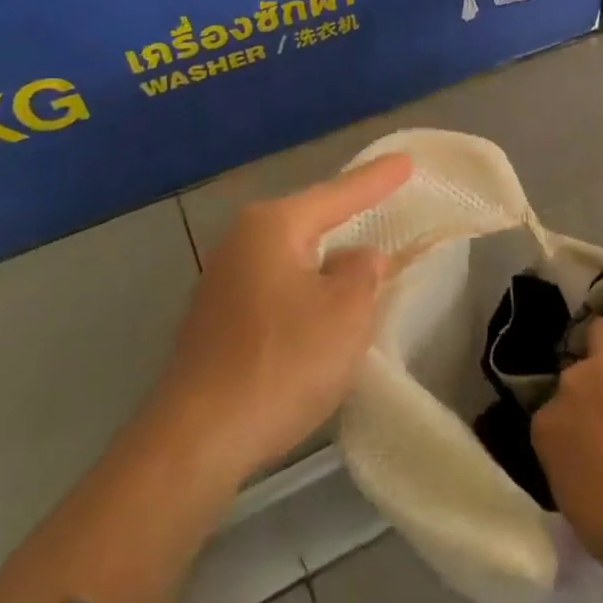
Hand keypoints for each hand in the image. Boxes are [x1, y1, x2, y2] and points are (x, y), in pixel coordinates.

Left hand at [149, 154, 412, 481]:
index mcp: (273, 227)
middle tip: (386, 203)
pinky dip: (306, 292)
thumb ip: (364, 272)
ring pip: (293, 258)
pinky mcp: (217, 320)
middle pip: (310, 221)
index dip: (377, 180)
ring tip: (362, 259)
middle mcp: (241, 242)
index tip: (406, 162)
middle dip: (348, 217)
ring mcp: (223, 282)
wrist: (196, 440)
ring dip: (327, 262)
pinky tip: (321, 310)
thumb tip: (360, 258)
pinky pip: (278, 288)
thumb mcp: (346, 312)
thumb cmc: (281, 362)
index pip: (339, 194)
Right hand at [532, 288, 602, 587]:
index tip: (593, 443)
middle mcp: (570, 384)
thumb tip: (583, 467)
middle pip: (575, 372)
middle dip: (592, 386)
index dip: (574, 427)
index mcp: (548, 430)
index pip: (552, 417)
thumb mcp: (584, 514)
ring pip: (601, 331)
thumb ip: (574, 476)